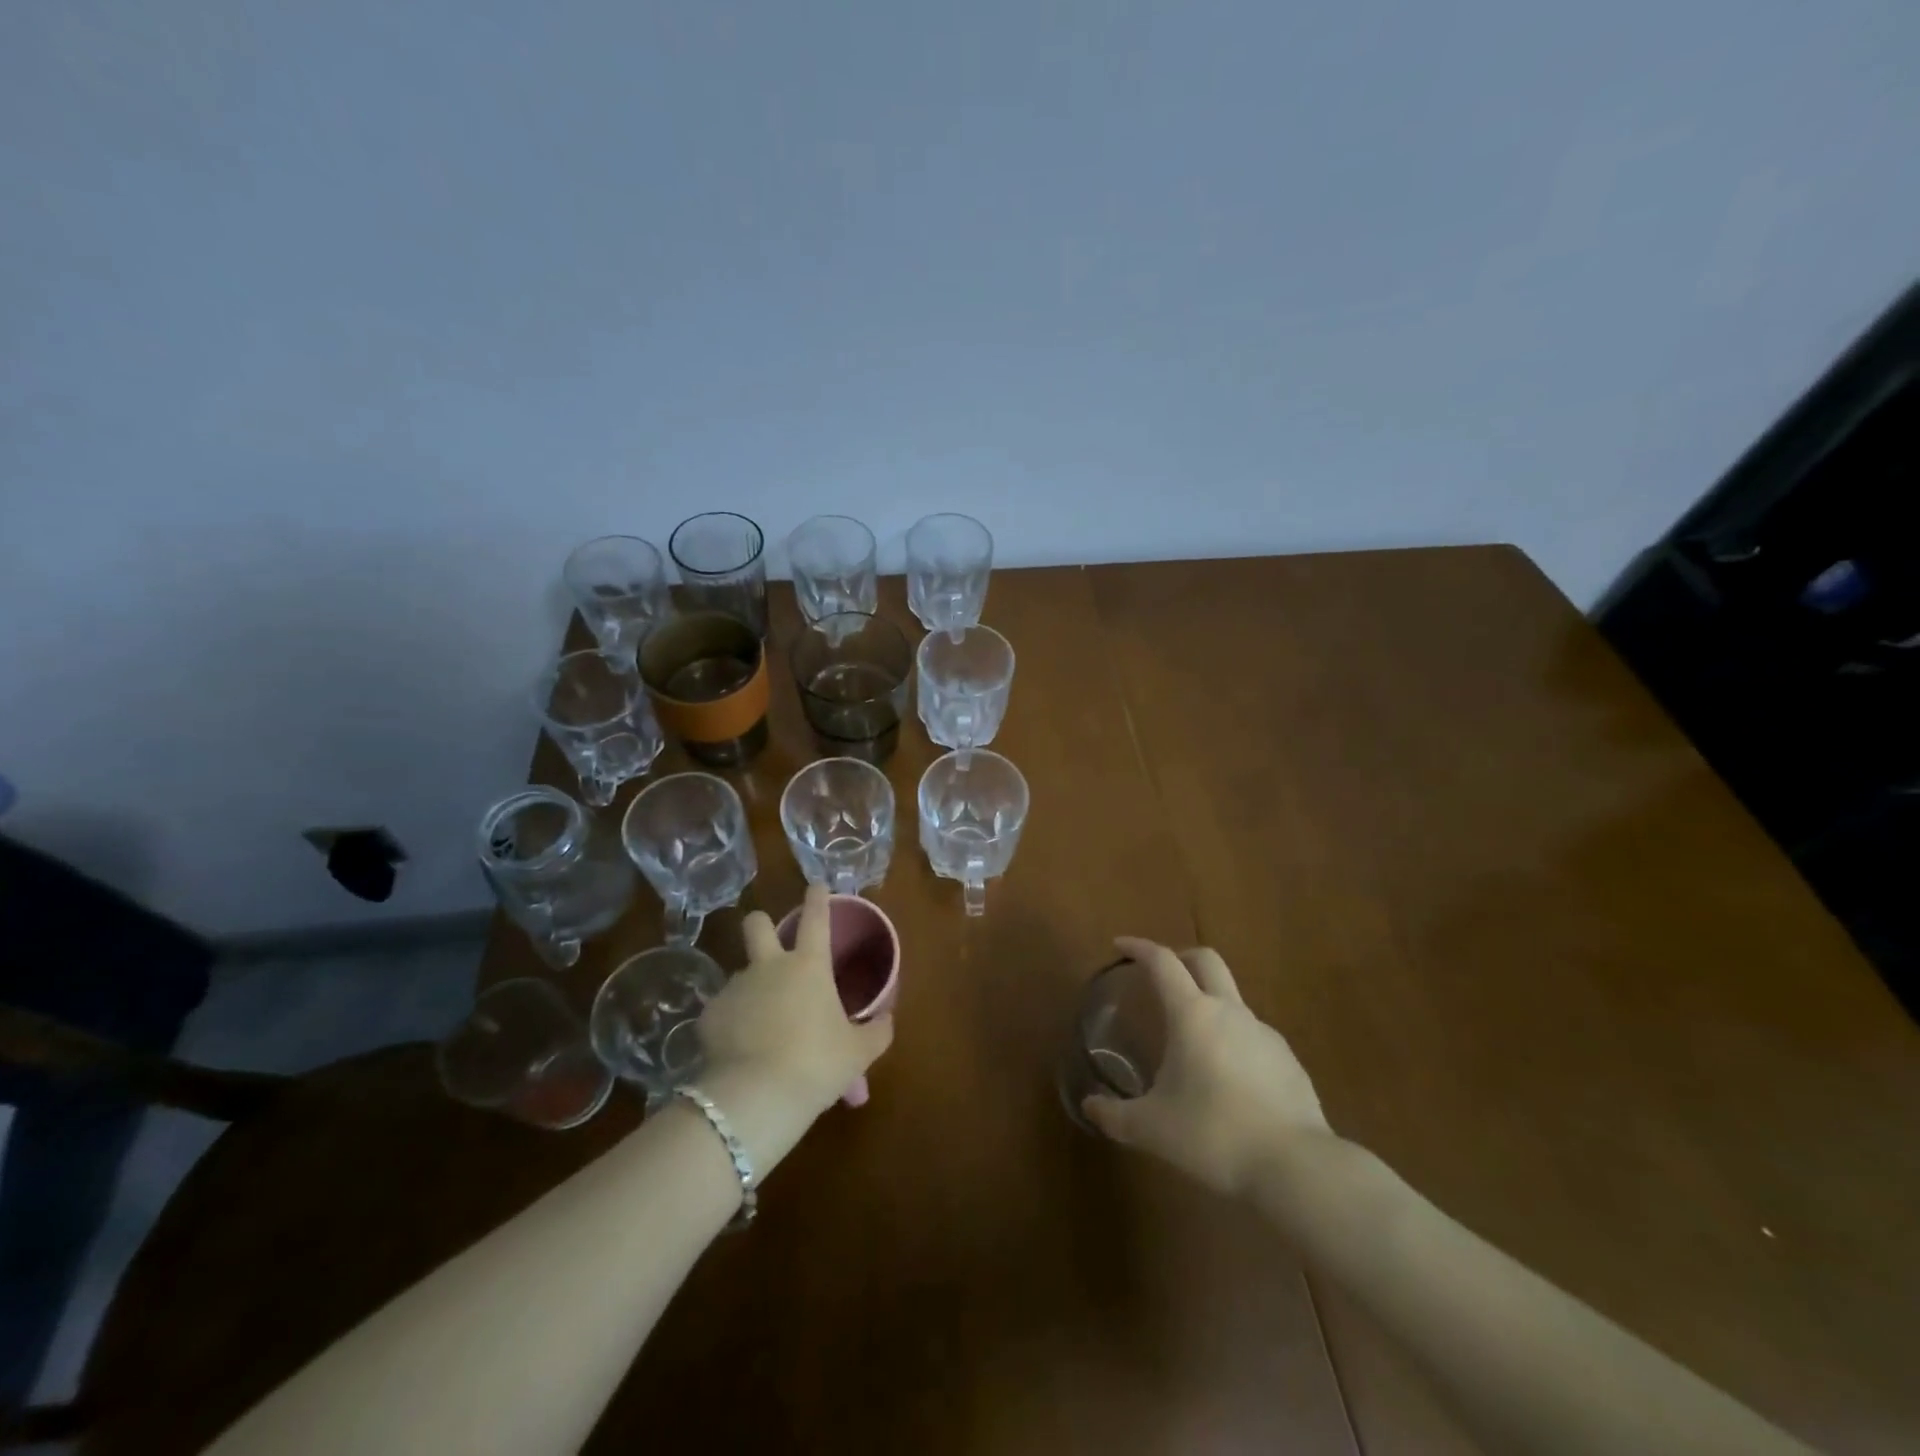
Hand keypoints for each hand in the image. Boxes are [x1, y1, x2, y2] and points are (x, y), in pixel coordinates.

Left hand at [699, 884, 894, 1124]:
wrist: (755, 1097)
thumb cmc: (816, 1064)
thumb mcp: (858, 1053)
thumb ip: (876, 1032)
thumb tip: (886, 1020)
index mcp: (809, 966)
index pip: (816, 918)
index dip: (817, 898)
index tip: (816, 885)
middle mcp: (769, 966)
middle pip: (757, 925)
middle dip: (761, 923)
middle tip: (770, 941)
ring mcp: (735, 988)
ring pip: (741, 973)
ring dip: (752, 988)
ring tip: (762, 1024)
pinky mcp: (708, 1016)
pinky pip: (724, 1011)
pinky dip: (733, 1024)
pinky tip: (739, 1049)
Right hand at [1083, 937, 1331, 1197]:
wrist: (1296, 1167)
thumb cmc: (1213, 1135)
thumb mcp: (1152, 1129)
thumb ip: (1115, 1116)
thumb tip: (1089, 1107)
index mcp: (1192, 1014)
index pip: (1162, 962)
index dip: (1139, 947)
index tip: (1120, 945)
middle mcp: (1229, 1012)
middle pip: (1206, 961)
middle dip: (1180, 957)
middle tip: (1160, 975)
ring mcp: (1265, 1034)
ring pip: (1231, 1000)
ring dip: (1208, 1005)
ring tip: (1191, 1043)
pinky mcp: (1288, 1061)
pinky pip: (1253, 1037)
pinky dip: (1233, 1042)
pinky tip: (1227, 1080)